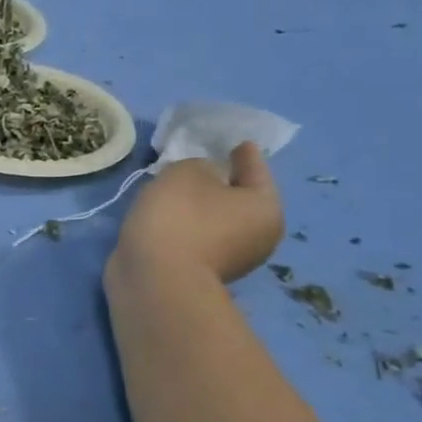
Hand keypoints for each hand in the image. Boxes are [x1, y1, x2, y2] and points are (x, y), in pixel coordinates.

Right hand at [109, 142, 283, 284]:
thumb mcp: (187, 172)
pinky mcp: (203, 273)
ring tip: (179, 192)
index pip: (256, 171)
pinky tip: (170, 216)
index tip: (240, 143)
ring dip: (203, 207)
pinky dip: (189, 225)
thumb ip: (200, 165)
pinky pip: (199, 237)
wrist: (156, 278)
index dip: (246, 155)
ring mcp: (233, 259)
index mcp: (265, 207)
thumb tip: (206, 179)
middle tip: (205, 166)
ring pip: (219, 220)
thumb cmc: (180, 216)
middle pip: (241, 200)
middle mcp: (260, 236)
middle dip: (224, 184)